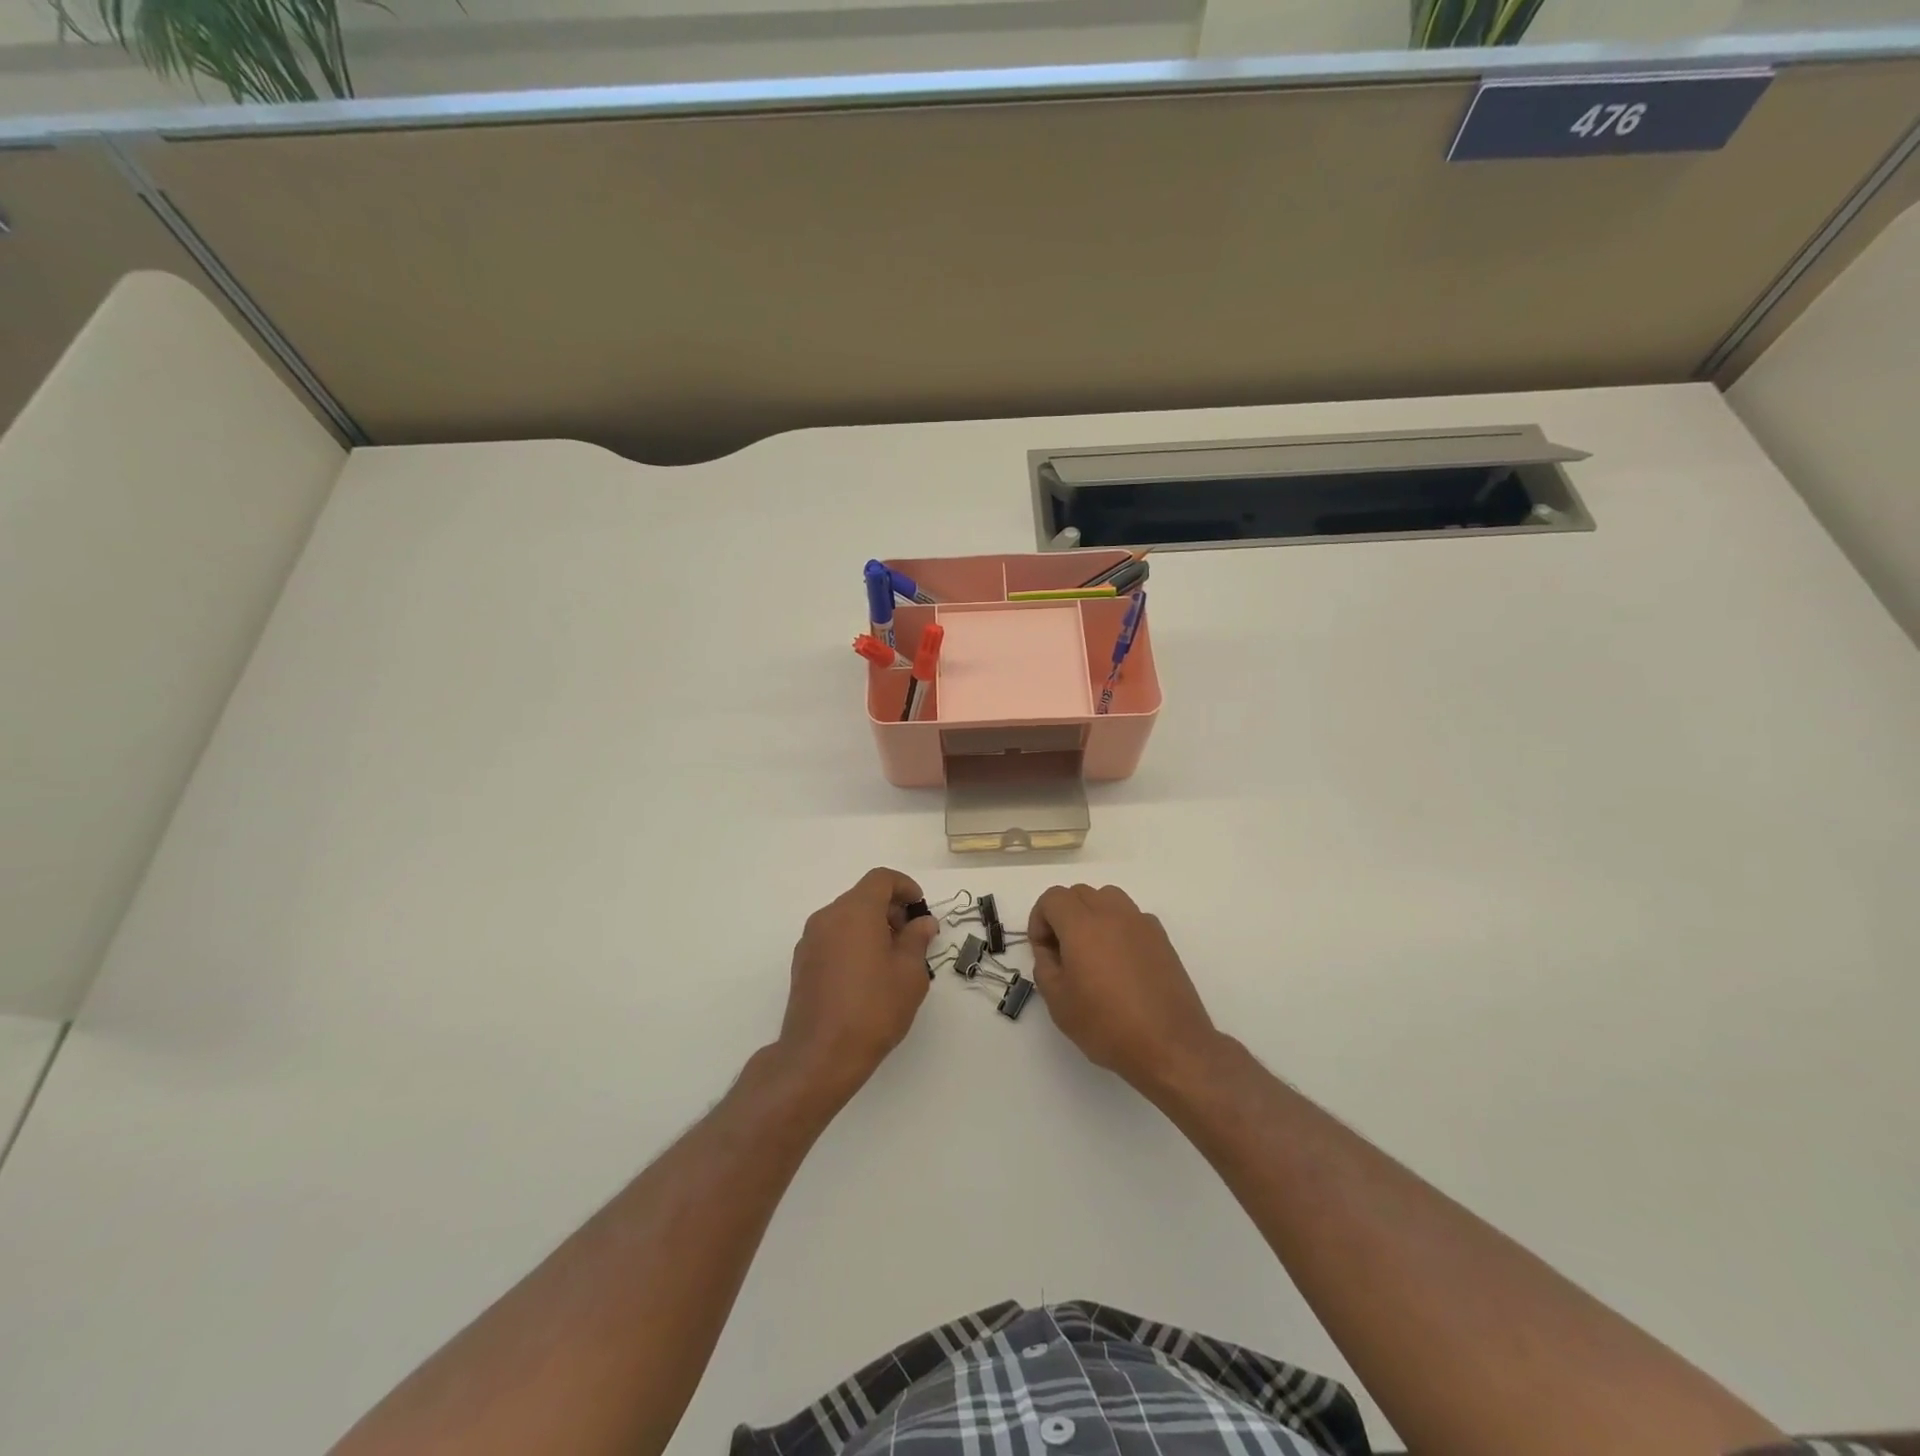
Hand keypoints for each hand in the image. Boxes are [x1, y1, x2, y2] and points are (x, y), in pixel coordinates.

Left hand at [777, 868, 937, 1098]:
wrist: (820, 1055)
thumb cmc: (873, 1008)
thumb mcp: (910, 974)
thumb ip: (917, 940)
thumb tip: (922, 923)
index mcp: (855, 911)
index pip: (881, 878)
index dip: (905, 887)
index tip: (920, 909)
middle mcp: (828, 917)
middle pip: (862, 896)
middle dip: (890, 909)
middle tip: (912, 938)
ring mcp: (810, 940)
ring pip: (846, 918)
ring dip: (871, 927)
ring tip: (892, 960)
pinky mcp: (802, 963)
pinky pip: (833, 938)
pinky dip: (853, 942)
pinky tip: (867, 975)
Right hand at [1029, 884, 1219, 1096]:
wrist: (1169, 1045)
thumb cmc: (1107, 1025)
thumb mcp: (1059, 1002)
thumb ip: (1045, 966)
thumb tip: (1050, 951)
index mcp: (1082, 925)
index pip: (1053, 898)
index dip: (1039, 919)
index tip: (1043, 951)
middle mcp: (1112, 914)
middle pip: (1079, 893)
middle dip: (1063, 915)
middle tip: (1063, 952)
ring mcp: (1141, 923)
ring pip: (1107, 898)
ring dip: (1092, 914)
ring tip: (1091, 951)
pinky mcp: (1161, 938)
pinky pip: (1131, 917)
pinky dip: (1118, 927)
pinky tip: (1120, 962)